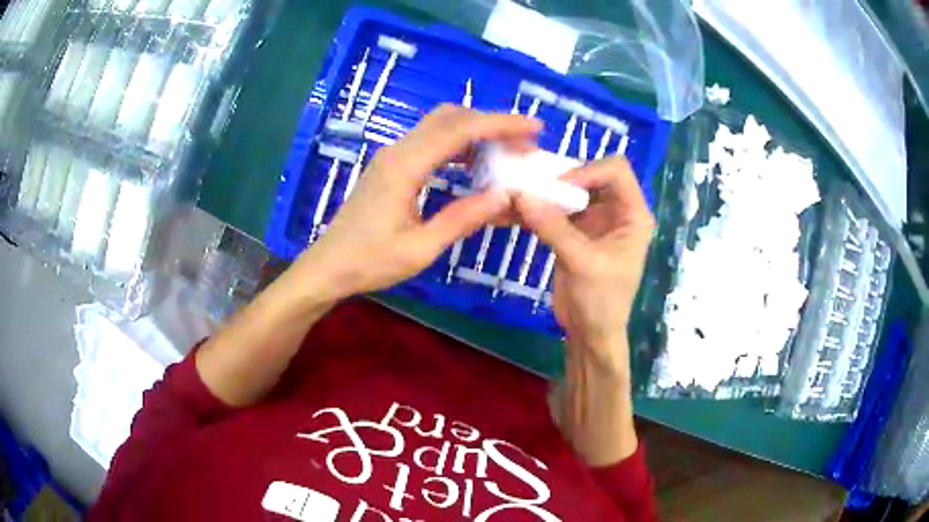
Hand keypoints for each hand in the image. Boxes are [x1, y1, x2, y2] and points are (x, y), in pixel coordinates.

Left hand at [293, 104, 541, 301]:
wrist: (328, 266)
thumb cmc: (370, 262)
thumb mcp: (420, 248)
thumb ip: (462, 219)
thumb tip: (505, 196)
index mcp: (405, 167)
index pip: (460, 131)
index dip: (500, 124)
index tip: (534, 128)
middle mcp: (398, 151)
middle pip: (450, 118)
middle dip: (491, 124)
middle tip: (523, 144)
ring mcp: (392, 156)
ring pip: (440, 127)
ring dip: (475, 133)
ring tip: (506, 154)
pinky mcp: (391, 166)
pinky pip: (430, 143)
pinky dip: (458, 146)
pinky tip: (476, 165)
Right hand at [514, 156, 654, 465]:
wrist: (590, 333)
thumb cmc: (602, 301)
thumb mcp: (582, 262)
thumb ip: (553, 227)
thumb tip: (519, 195)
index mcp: (633, 214)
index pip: (616, 170)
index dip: (588, 171)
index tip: (558, 187)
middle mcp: (616, 210)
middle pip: (590, 175)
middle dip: (561, 178)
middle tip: (531, 186)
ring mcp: (594, 219)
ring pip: (569, 191)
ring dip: (544, 192)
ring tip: (517, 195)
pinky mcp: (574, 231)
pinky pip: (555, 210)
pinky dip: (536, 209)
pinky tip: (514, 212)